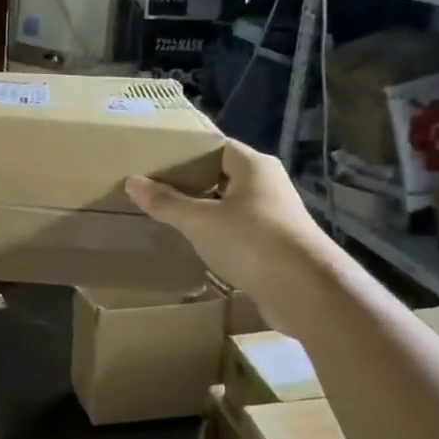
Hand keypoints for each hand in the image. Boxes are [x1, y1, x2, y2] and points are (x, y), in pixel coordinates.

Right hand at [124, 140, 329, 298]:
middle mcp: (268, 184)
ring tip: (169, 216)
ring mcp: (274, 216)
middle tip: (155, 189)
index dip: (186, 153)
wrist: (306, 291)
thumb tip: (132, 181)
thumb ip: (166, 202)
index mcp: (253, 166)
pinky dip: (218, 234)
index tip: (156, 162)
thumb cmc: (251, 241)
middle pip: (222, 175)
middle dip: (191, 183)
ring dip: (205, 211)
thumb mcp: (200, 221)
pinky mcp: (276, 245)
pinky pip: (239, 230)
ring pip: (231, 205)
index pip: (216, 147)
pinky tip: (197, 244)